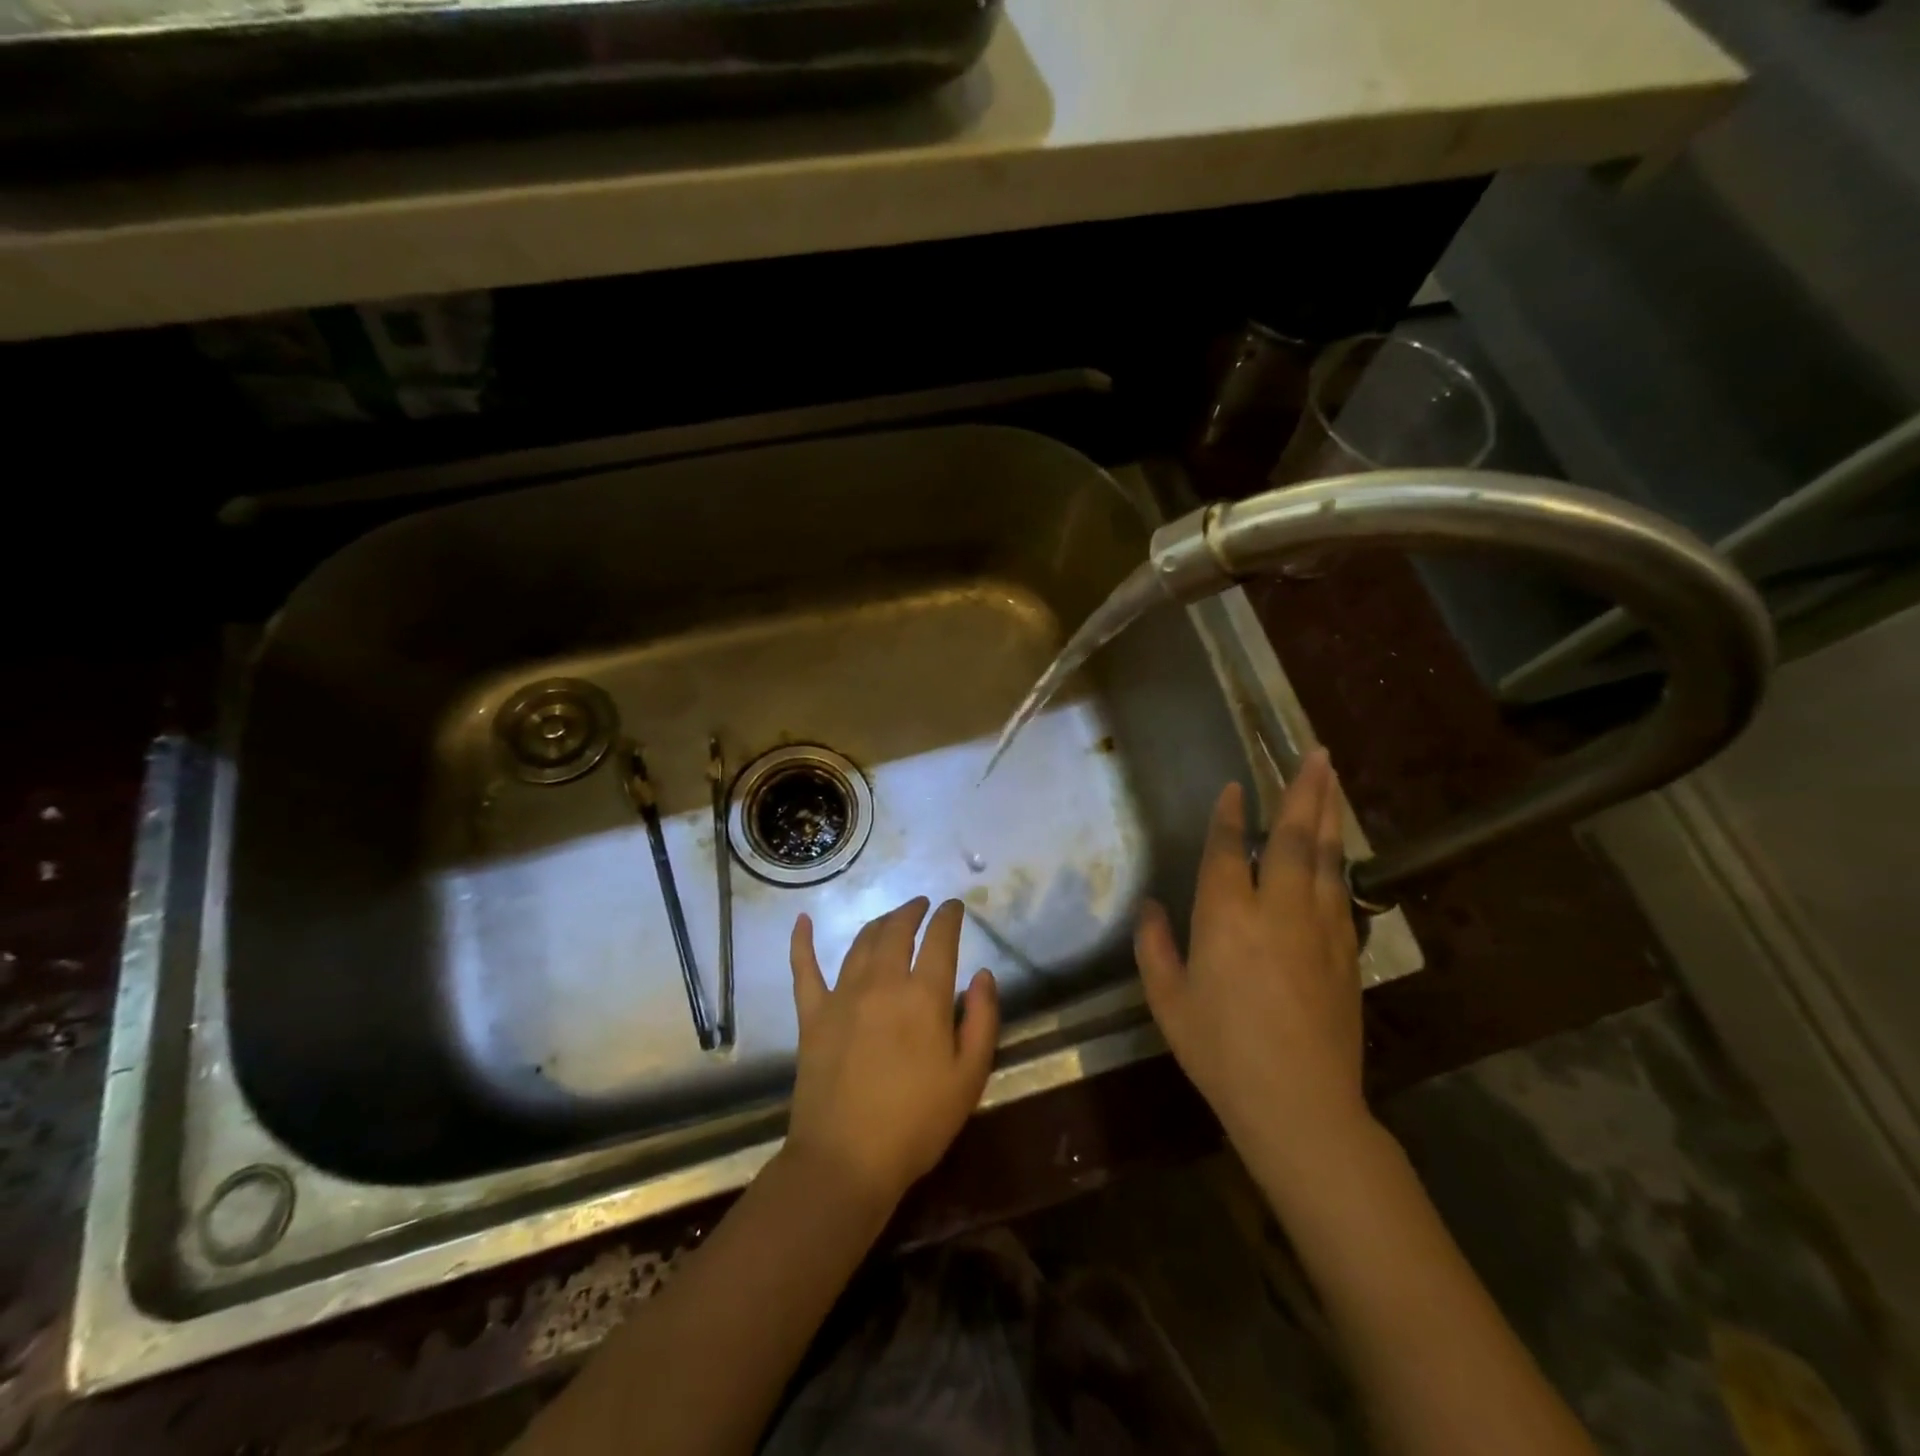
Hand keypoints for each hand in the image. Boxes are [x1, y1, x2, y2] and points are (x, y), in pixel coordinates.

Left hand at [786, 897, 999, 1210]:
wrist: (846, 1160)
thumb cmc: (917, 1123)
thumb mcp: (969, 1078)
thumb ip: (981, 1020)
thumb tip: (983, 974)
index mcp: (923, 996)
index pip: (939, 939)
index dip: (948, 917)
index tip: (954, 907)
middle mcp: (882, 983)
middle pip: (897, 931)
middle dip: (912, 911)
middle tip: (922, 905)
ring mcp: (842, 996)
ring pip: (860, 942)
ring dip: (879, 923)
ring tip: (890, 918)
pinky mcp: (811, 1015)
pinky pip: (804, 969)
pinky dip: (802, 942)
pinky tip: (802, 921)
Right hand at [1134, 750, 1367, 1170]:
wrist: (1300, 1104)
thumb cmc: (1221, 1052)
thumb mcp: (1168, 1001)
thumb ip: (1155, 947)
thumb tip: (1151, 906)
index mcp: (1227, 917)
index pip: (1230, 850)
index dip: (1230, 816)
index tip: (1234, 788)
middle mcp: (1277, 910)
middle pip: (1293, 838)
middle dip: (1302, 791)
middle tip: (1315, 752)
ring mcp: (1320, 928)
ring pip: (1327, 858)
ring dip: (1327, 814)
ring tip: (1332, 779)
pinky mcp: (1346, 952)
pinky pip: (1343, 891)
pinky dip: (1340, 860)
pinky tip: (1340, 848)